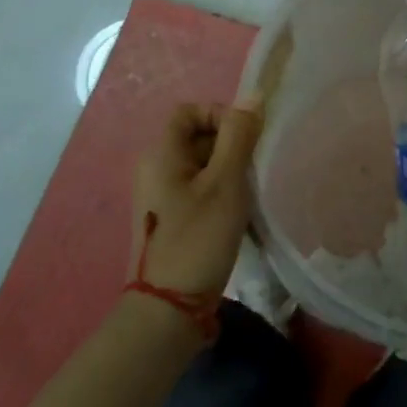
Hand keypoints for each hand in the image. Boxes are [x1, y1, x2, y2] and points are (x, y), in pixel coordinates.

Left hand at [129, 101, 261, 297]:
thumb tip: (252, 96)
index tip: (245, 139)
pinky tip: (234, 214)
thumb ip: (239, 136)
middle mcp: (153, 169)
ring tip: (246, 193)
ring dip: (226, 170)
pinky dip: (217, 191)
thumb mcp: (226, 182)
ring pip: (199, 164)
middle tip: (251, 167)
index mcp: (161, 154)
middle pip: (195, 136)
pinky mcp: (167, 219)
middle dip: (228, 144)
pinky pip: (195, 188)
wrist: (168, 309)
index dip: (220, 114)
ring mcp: (158, 196)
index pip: (190, 110)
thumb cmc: (198, 237)